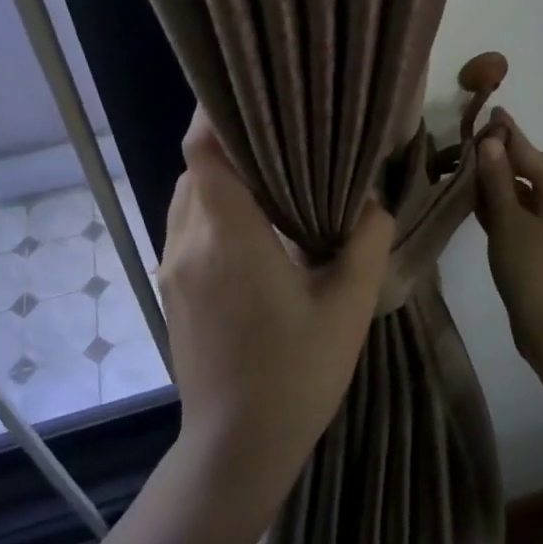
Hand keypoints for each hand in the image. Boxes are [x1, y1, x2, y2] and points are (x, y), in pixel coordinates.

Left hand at [160, 109, 392, 505]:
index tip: (251, 91)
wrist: (236, 451)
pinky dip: (214, 205)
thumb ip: (365, 241)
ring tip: (270, 168)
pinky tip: (255, 221)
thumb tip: (370, 200)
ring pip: (189, 194)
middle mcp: (188, 242)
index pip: (202, 151)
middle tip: (280, 128)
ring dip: (221, 175)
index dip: (217, 113)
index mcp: (227, 237)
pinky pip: (188, 223)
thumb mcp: (348, 306)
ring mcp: (173, 266)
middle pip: (195, 166)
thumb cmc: (295, 376)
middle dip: (230, 141)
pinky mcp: (172, 287)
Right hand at [474, 110, 542, 372]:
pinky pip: (526, 211)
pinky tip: (480, 204)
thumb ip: (497, 178)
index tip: (490, 110)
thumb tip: (491, 140)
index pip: (527, 149)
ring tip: (468, 173)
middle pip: (530, 166)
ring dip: (500, 182)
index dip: (505, 131)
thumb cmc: (533, 269)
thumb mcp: (508, 220)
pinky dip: (506, 205)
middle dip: (501, 156)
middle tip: (469, 148)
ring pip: (526, 190)